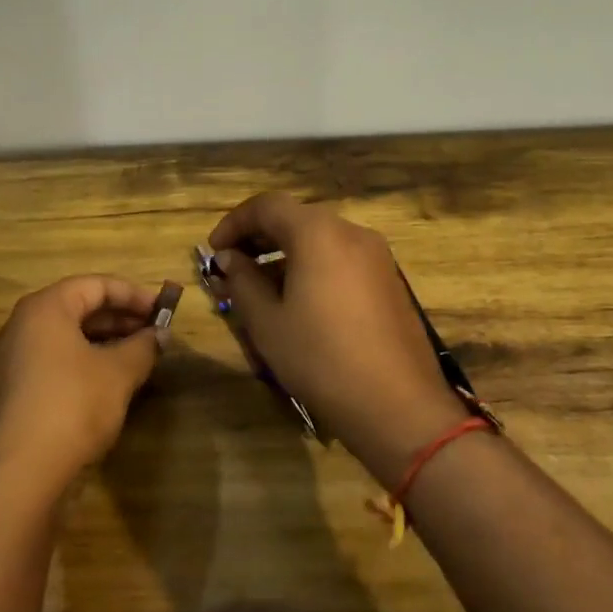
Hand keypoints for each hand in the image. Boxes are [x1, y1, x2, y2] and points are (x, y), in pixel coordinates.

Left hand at [0, 275, 167, 496]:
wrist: (20, 472)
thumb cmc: (73, 405)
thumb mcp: (119, 372)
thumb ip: (143, 347)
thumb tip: (160, 335)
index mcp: (45, 308)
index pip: (95, 285)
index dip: (133, 294)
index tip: (162, 310)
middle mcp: (21, 325)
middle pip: (77, 308)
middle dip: (119, 319)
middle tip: (153, 334)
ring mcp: (10, 360)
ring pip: (64, 337)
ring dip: (103, 342)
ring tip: (136, 358)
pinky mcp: (10, 391)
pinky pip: (52, 362)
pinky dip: (82, 363)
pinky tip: (107, 384)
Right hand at [208, 194, 467, 484]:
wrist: (398, 405)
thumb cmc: (321, 358)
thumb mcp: (267, 322)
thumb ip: (242, 280)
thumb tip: (229, 258)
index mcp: (318, 233)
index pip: (267, 206)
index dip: (234, 222)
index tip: (214, 251)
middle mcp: (351, 232)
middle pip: (296, 218)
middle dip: (259, 238)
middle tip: (233, 268)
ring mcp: (377, 256)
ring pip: (320, 239)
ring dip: (286, 254)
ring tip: (261, 288)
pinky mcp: (390, 280)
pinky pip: (342, 259)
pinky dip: (313, 266)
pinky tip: (299, 302)